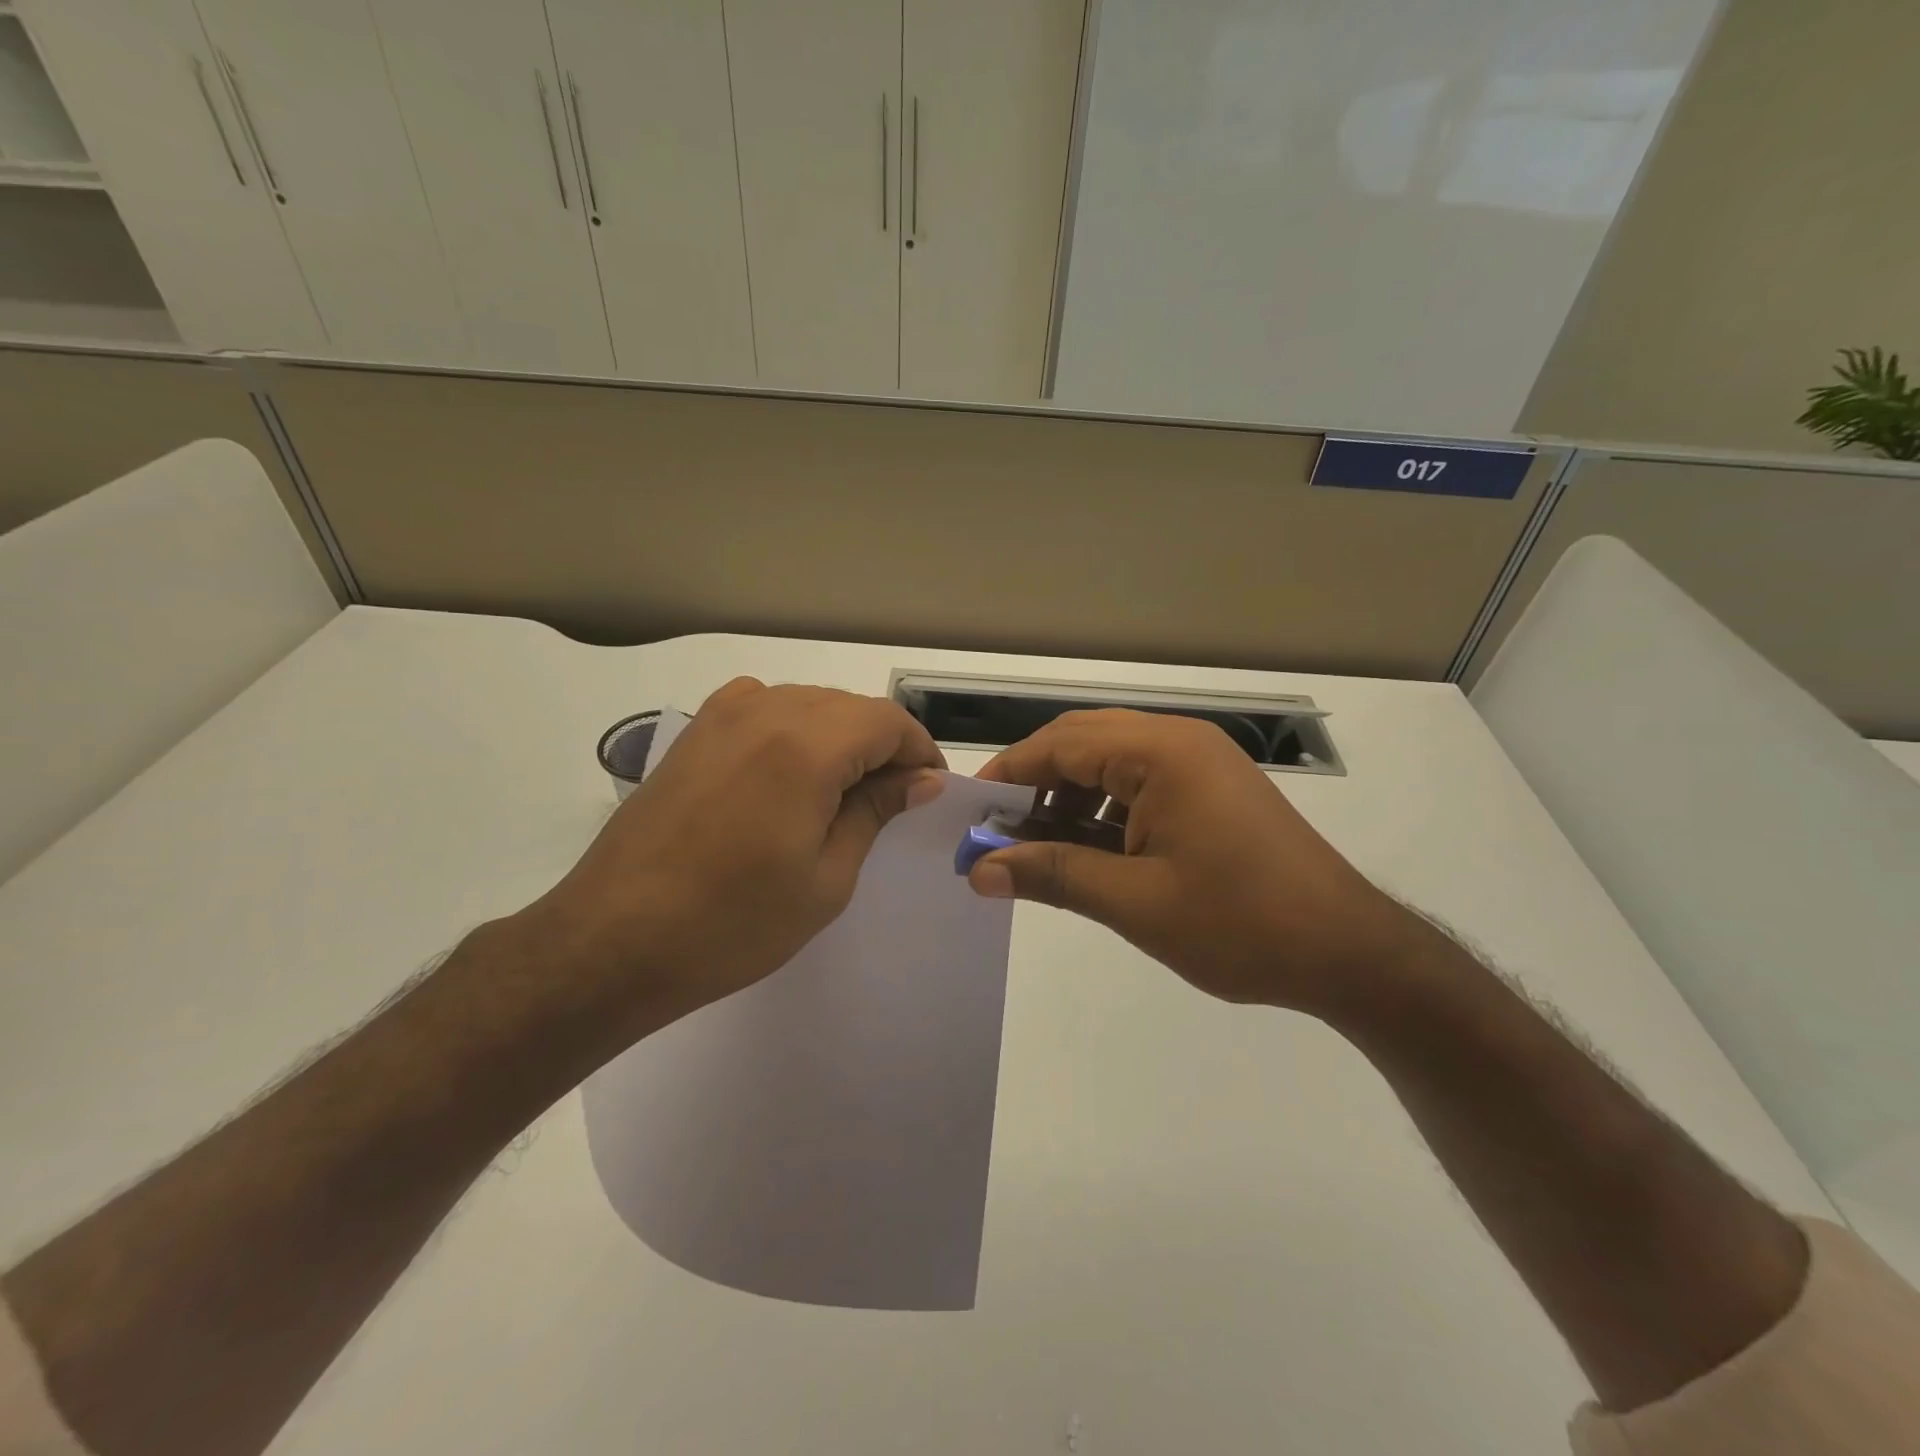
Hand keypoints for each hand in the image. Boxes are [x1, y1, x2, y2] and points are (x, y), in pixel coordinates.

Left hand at [523, 678, 944, 1038]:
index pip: (888, 721)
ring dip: (838, 738)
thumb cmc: (732, 922)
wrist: (613, 939)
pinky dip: (793, 732)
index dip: (918, 752)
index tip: (927, 792)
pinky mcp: (694, 731)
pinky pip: (765, 709)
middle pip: (850, 707)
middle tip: (890, 802)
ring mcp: (722, 715)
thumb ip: (875, 812)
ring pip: (808, 703)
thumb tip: (919, 778)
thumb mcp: (826, 878)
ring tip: (840, 796)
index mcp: (807, 746)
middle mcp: (765, 710)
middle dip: (882, 746)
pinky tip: (788, 777)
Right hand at [970, 710, 1422, 1016]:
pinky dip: (1105, 808)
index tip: (969, 811)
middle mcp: (1180, 741)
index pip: (1062, 744)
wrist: (1349, 952)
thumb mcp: (1135, 902)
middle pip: (1084, 741)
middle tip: (998, 829)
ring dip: (1069, 796)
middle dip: (1036, 782)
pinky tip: (1088, 850)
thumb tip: (979, 871)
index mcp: (1161, 753)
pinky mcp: (1214, 788)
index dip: (1009, 774)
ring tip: (1037, 846)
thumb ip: (1053, 875)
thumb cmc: (1240, 923)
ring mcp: (1202, 762)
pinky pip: (1141, 782)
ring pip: (1112, 761)